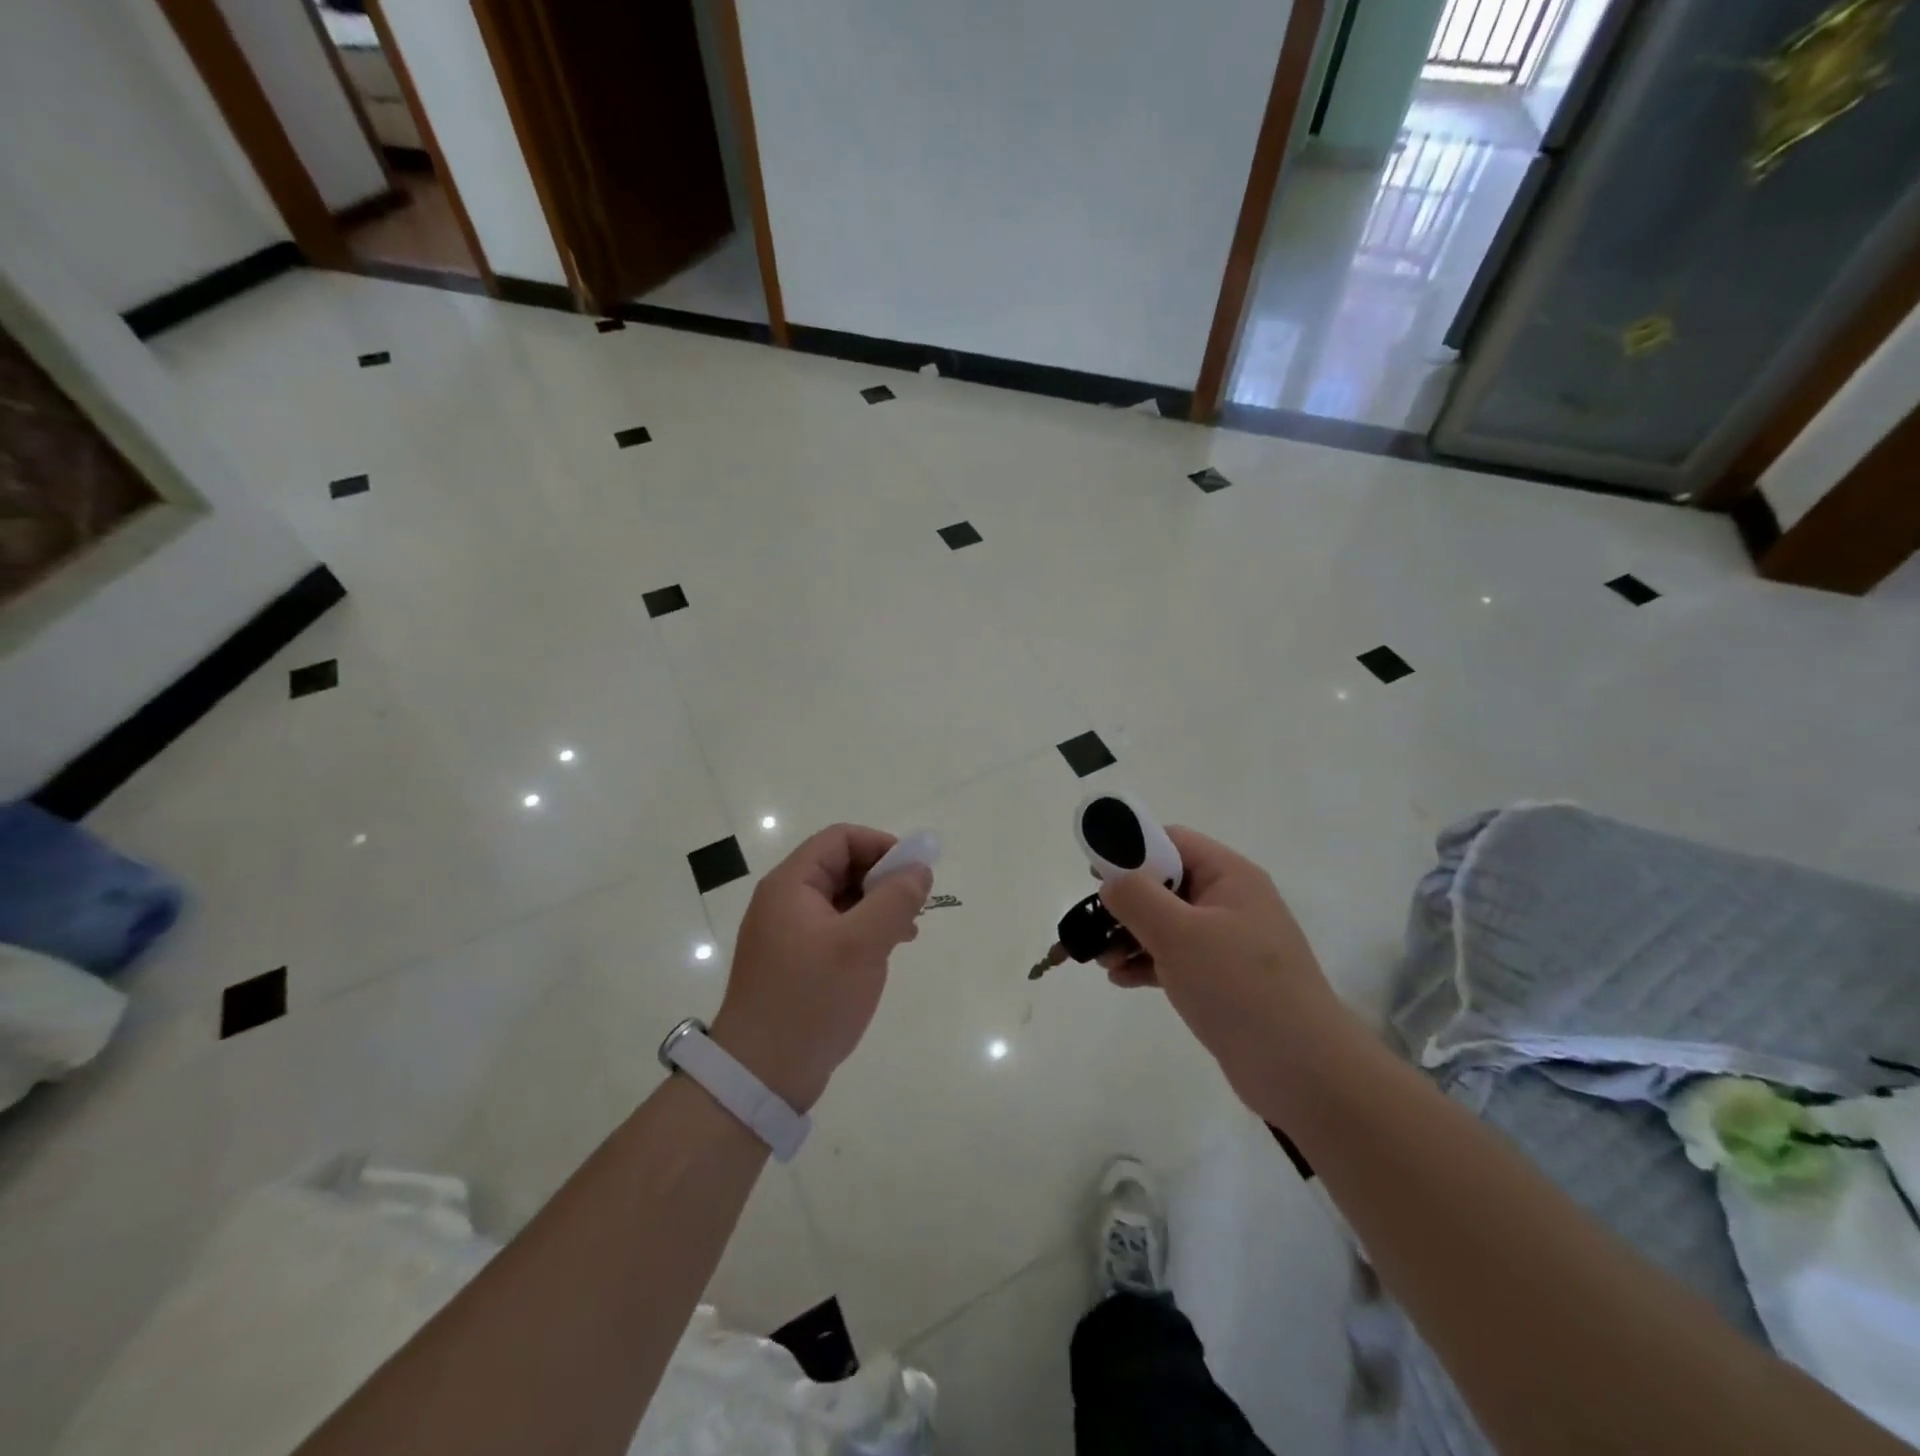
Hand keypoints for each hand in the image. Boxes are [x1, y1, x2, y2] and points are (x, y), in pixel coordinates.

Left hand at [710, 825, 931, 1113]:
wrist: (761, 1075)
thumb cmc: (811, 999)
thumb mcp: (861, 944)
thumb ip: (895, 900)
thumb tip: (919, 869)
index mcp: (791, 885)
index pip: (841, 839)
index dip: (881, 846)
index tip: (913, 873)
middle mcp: (785, 901)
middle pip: (841, 866)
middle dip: (882, 879)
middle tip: (914, 907)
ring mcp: (787, 934)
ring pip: (841, 900)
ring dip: (877, 907)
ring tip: (906, 932)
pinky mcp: (795, 963)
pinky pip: (835, 930)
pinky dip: (863, 932)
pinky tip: (884, 954)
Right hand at [1098, 827, 1341, 1106]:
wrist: (1303, 1071)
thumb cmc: (1239, 987)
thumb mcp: (1179, 934)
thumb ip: (1137, 897)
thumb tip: (1111, 882)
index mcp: (1230, 877)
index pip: (1173, 841)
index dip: (1131, 849)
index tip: (1096, 873)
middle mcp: (1230, 902)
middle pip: (1166, 883)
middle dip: (1126, 901)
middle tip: (1093, 924)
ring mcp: (1228, 944)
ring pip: (1167, 924)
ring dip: (1129, 935)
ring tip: (1101, 960)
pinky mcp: (1223, 981)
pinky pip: (1175, 958)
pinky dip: (1146, 963)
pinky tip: (1120, 980)